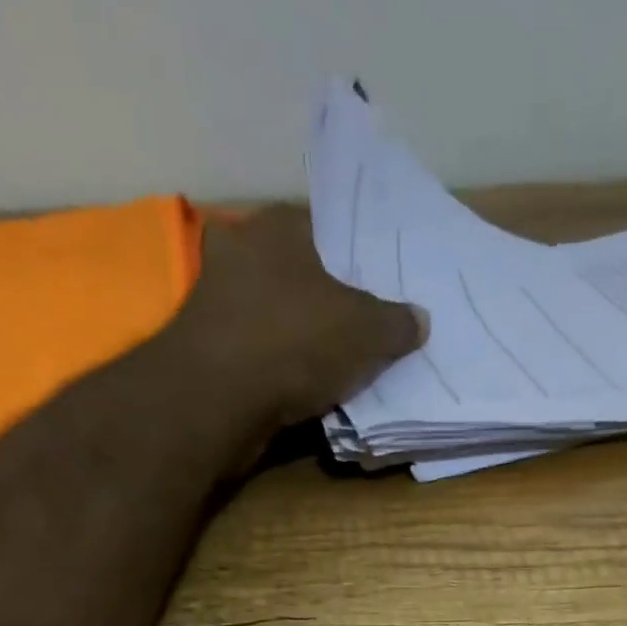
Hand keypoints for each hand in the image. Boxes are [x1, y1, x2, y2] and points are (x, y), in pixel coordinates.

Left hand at [172, 205, 426, 430]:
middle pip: (296, 274)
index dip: (352, 259)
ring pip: (273, 316)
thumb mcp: (367, 331)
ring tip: (336, 365)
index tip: (374, 288)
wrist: (218, 399)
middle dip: (323, 301)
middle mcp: (240, 251)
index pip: (324, 228)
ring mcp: (216, 301)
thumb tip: (420, 319)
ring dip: (298, 339)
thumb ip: (396, 323)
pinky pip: (258, 354)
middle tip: (359, 329)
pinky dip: (277, 370)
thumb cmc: (295, 341)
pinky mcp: (206, 350)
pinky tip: (304, 391)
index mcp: (278, 226)